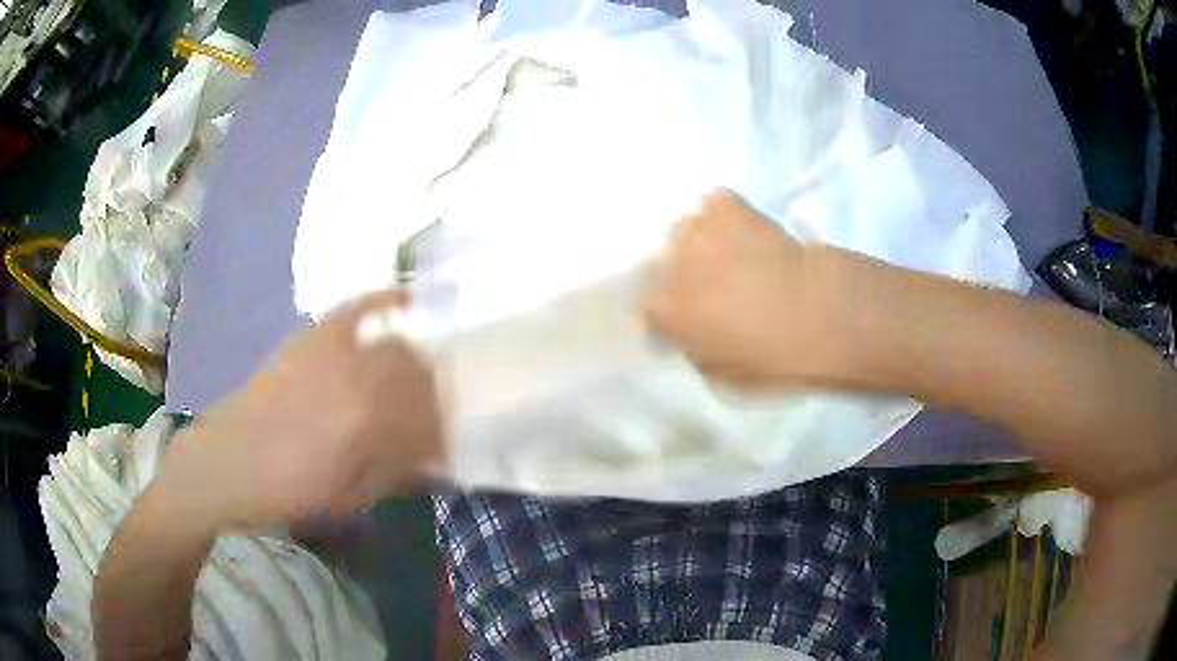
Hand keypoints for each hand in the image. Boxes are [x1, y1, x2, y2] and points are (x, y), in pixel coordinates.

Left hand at [155, 290, 442, 531]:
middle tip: (440, 416)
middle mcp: (356, 377)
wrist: (228, 463)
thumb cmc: (289, 491)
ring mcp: (332, 349)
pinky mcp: (312, 336)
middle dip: (438, 397)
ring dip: (419, 362)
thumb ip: (398, 472)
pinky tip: (404, 300)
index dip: (447, 433)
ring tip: (424, 377)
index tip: (453, 446)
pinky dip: (383, 301)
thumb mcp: (350, 498)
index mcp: (368, 424)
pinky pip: (356, 308)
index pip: (430, 418)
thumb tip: (437, 459)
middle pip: (420, 377)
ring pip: (396, 345)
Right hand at [643, 190, 847, 388]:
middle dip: (680, 276)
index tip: (687, 319)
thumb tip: (689, 333)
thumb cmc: (775, 357)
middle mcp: (669, 266)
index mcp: (665, 311)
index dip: (669, 314)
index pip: (648, 308)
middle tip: (711, 287)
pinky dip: (725, 217)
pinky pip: (714, 206)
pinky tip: (744, 231)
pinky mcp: (726, 204)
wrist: (821, 312)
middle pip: (662, 265)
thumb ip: (693, 348)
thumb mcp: (721, 375)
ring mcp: (696, 230)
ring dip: (700, 244)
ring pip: (685, 231)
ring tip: (729, 254)